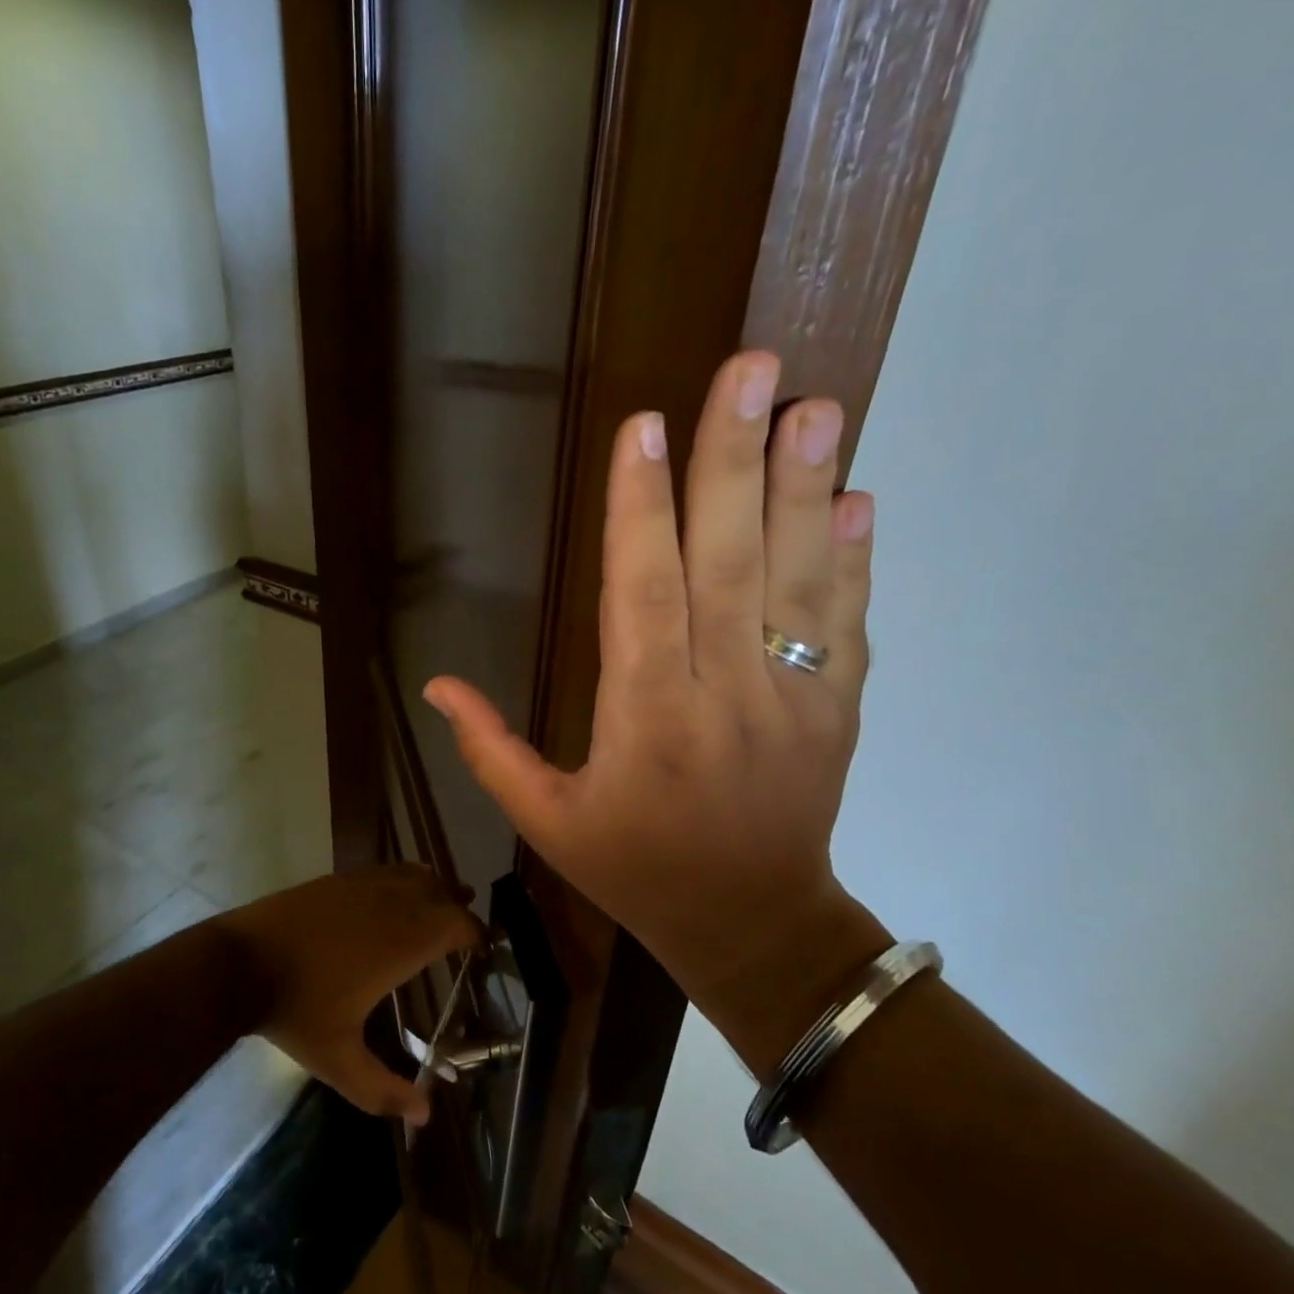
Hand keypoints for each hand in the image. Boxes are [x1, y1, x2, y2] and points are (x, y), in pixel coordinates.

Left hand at [222, 865, 477, 1123]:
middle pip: (441, 894)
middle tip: (464, 935)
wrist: (239, 963)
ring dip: (433, 890)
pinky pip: (386, 870)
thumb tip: (424, 1116)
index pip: (457, 925)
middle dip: (458, 912)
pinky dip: (404, 878)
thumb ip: (382, 1090)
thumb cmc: (295, 1011)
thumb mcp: (338, 1060)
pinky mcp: (338, 878)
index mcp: (401, 944)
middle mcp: (390, 905)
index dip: (475, 935)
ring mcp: (362, 885)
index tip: (482, 951)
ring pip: (415, 875)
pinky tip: (397, 894)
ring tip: (439, 908)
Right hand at [422, 350, 883, 1055]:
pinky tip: (857, 496)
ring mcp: (795, 701)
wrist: (754, 926)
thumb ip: (490, 750)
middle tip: (750, 368)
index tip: (643, 426)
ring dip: (806, 488)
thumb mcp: (546, 822)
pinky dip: (855, 558)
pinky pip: (848, 624)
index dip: (640, 511)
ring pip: (798, 580)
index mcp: (646, 723)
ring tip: (814, 405)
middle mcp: (725, 699)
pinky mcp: (841, 710)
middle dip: (733, 462)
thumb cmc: (635, 869)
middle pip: (728, 565)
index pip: (643, 597)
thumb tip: (437, 682)